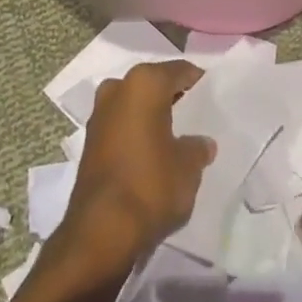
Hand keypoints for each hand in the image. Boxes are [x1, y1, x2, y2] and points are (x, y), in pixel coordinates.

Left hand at [55, 61, 216, 283]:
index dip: (198, 82)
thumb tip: (201, 143)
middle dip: (172, 97)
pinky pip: (121, 125)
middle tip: (196, 116)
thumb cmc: (151, 186)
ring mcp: (99, 114)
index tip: (213, 96)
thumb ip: (197, 148)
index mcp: (144, 83)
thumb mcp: (188, 167)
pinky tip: (153, 152)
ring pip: (134, 104)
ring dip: (152, 115)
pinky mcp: (89, 141)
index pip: (179, 71)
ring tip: (176, 136)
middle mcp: (117, 89)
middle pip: (153, 84)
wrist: (100, 231)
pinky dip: (136, 132)